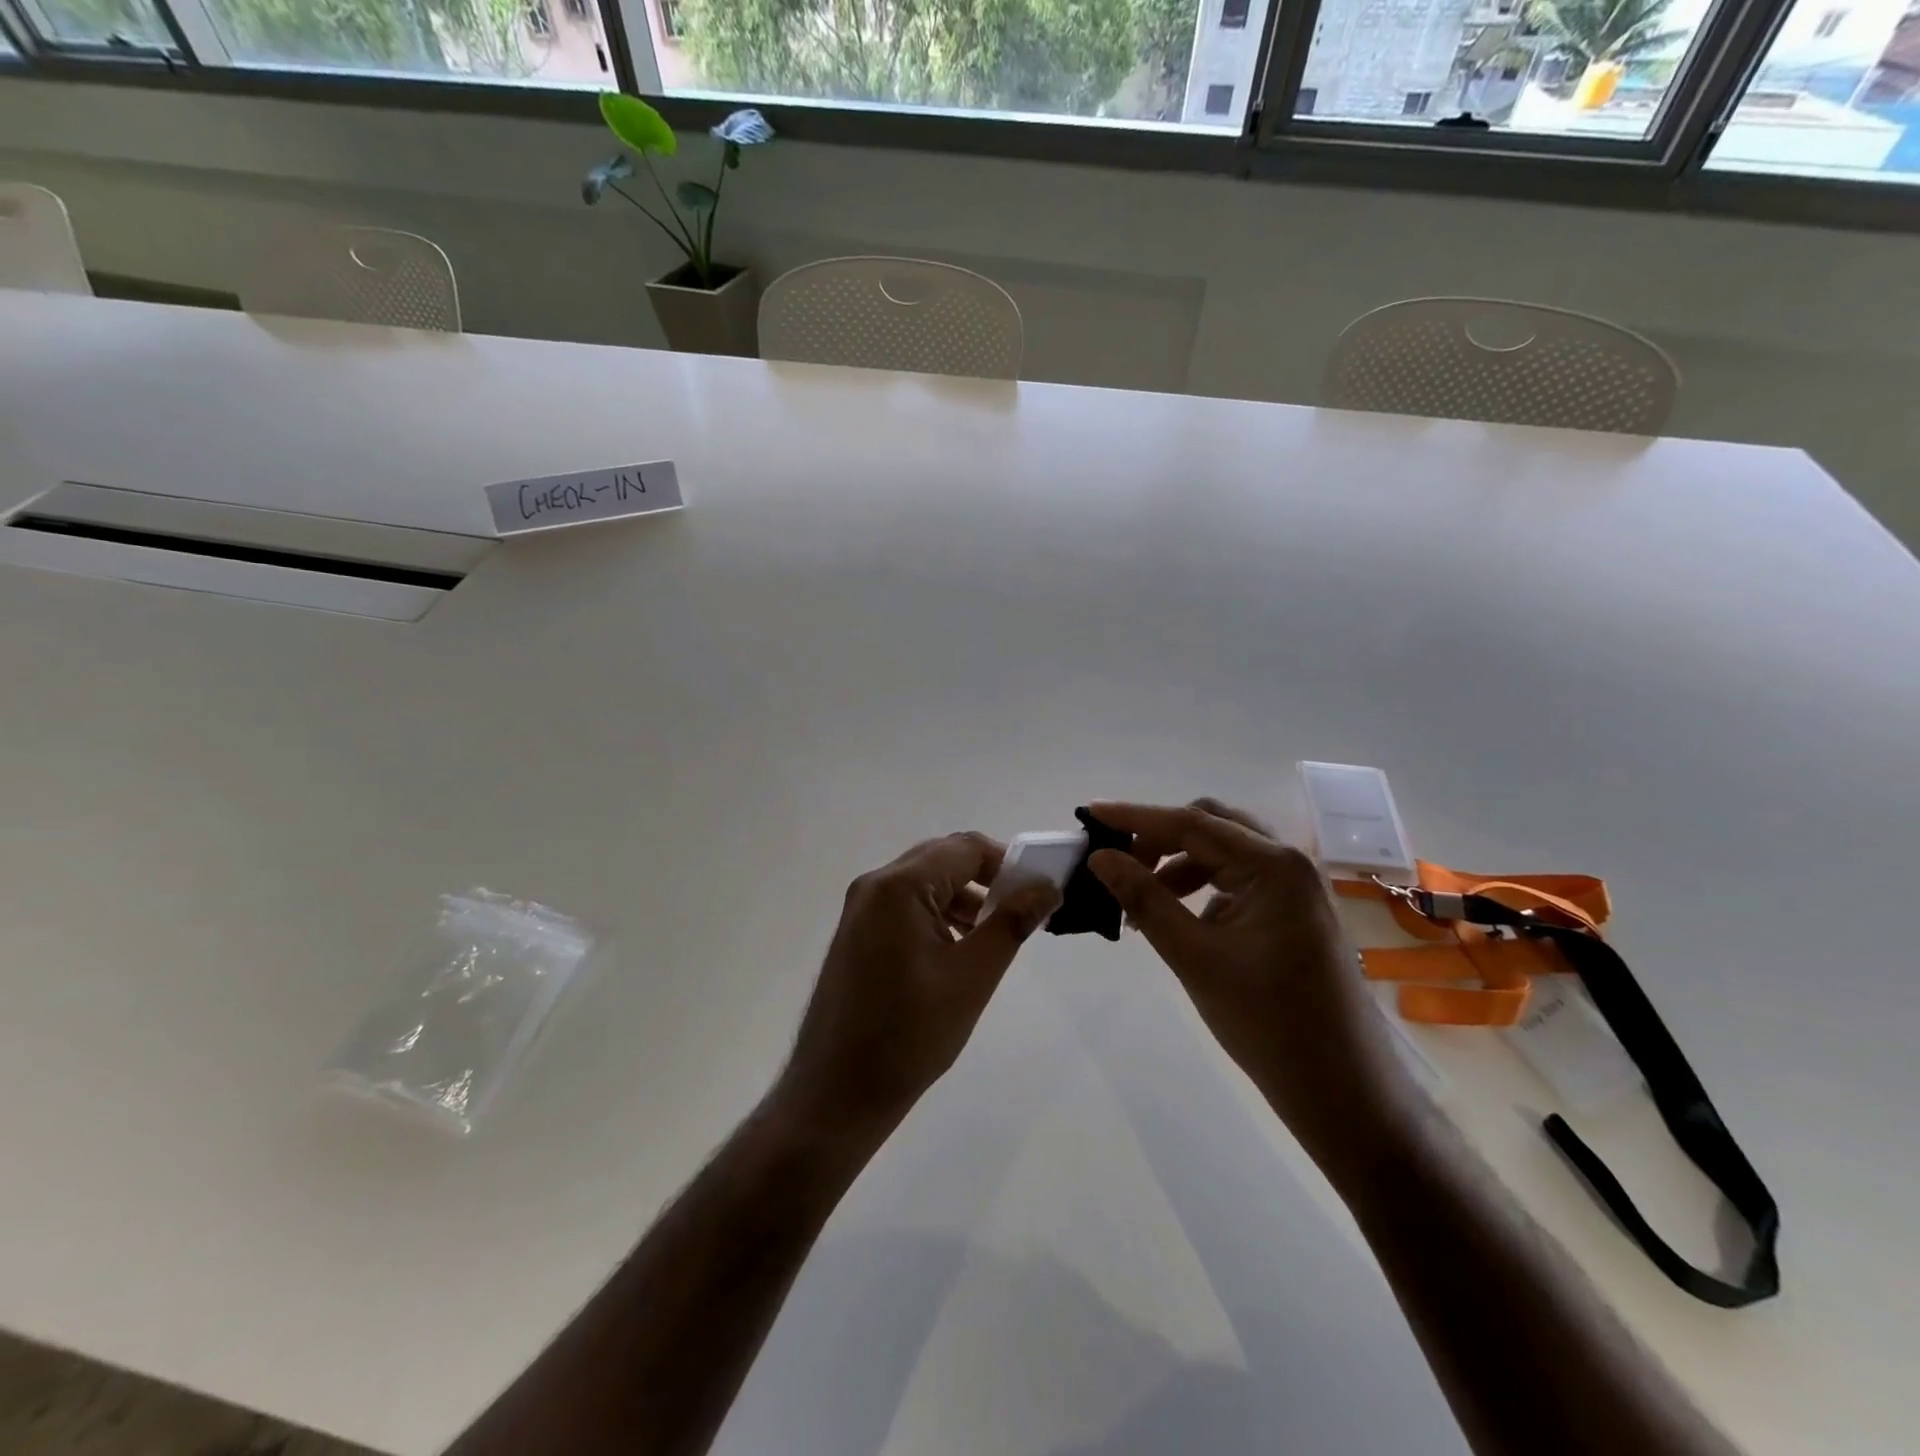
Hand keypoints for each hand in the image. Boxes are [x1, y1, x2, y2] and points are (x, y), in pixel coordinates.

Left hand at [774, 833, 1060, 1143]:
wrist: (836, 1094)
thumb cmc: (909, 1035)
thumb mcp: (971, 977)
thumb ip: (1011, 923)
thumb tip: (1046, 887)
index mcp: (898, 886)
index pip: (965, 848)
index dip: (1007, 862)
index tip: (1039, 892)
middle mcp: (874, 886)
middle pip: (942, 859)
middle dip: (987, 880)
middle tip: (1022, 913)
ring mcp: (861, 910)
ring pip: (925, 884)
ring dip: (964, 899)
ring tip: (996, 937)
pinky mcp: (858, 934)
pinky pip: (907, 907)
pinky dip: (939, 916)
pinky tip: (960, 951)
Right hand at [1087, 799, 1415, 1177]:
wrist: (1344, 1092)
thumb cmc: (1267, 1023)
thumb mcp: (1194, 957)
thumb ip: (1144, 899)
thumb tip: (1100, 857)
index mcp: (1274, 866)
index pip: (1191, 823)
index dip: (1136, 817)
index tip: (1090, 813)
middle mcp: (1290, 864)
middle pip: (1211, 826)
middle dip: (1160, 839)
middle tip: (1118, 864)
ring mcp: (1296, 889)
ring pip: (1224, 855)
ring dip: (1178, 866)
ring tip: (1141, 903)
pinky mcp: (1293, 914)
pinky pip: (1238, 882)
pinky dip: (1202, 889)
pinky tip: (1179, 922)